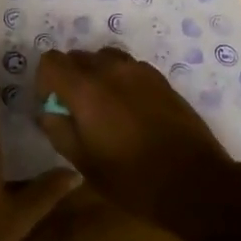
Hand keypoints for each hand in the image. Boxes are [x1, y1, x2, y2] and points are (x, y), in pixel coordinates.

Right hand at [36, 48, 240, 230]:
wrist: (195, 183)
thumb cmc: (133, 179)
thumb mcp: (85, 164)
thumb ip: (58, 130)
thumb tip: (49, 111)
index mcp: (87, 89)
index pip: (51, 61)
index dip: (45, 81)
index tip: (53, 106)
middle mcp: (111, 70)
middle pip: (77, 56)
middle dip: (69, 78)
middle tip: (76, 110)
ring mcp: (139, 71)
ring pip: (104, 58)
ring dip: (96, 75)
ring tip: (104, 107)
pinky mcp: (160, 79)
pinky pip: (129, 67)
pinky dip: (120, 79)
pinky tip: (130, 110)